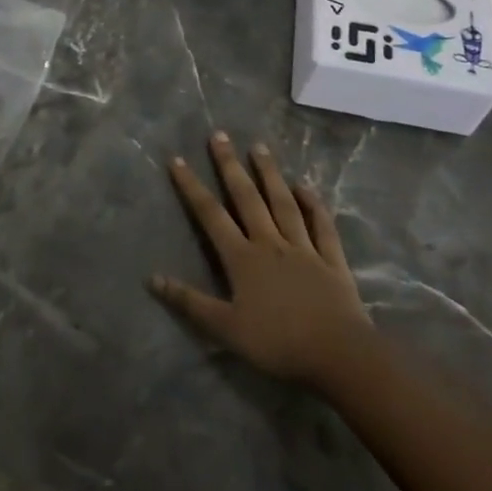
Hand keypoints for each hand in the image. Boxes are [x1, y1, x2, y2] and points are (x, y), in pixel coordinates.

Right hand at [150, 131, 372, 386]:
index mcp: (242, 258)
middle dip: (230, 166)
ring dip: (269, 174)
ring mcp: (303, 248)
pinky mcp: (331, 260)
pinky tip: (306, 186)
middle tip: (220, 135)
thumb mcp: (226, 328)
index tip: (178, 159)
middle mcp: (270, 243)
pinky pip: (321, 225)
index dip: (192, 186)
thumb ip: (190, 302)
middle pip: (247, 198)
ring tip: (259, 147)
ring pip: (283, 203)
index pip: (211, 214)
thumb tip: (152, 278)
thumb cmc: (278, 343)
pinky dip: (313, 204)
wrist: (339, 355)